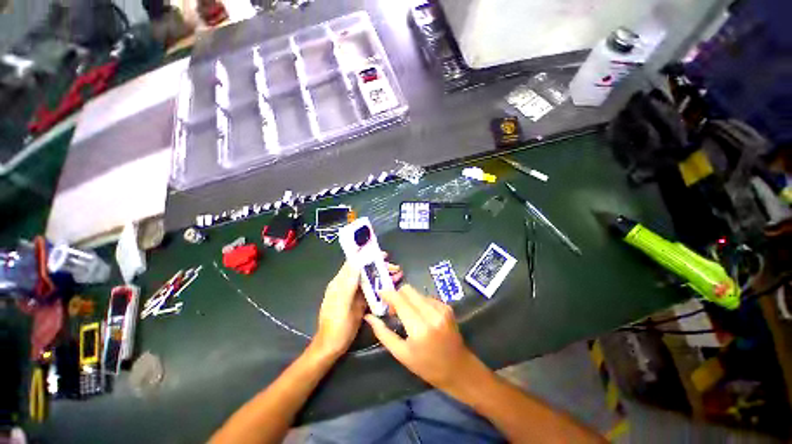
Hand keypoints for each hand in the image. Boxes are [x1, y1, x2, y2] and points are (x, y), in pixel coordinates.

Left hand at [313, 258, 401, 358]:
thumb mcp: (341, 303)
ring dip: (384, 276)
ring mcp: (356, 294)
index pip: (354, 263)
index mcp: (341, 282)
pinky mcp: (362, 302)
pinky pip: (374, 291)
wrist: (332, 346)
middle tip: (394, 267)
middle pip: (365, 270)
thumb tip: (355, 261)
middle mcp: (348, 285)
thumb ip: (349, 282)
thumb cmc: (336, 324)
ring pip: (371, 280)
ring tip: (398, 274)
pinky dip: (383, 286)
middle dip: (380, 267)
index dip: (367, 256)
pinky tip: (394, 286)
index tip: (382, 255)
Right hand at [364, 285, 481, 393]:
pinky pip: (426, 297)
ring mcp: (441, 308)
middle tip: (393, 310)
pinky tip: (420, 317)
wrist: (459, 369)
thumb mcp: (401, 354)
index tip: (379, 294)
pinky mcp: (447, 306)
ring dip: (408, 300)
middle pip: (408, 290)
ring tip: (407, 315)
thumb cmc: (427, 366)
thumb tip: (369, 317)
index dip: (387, 294)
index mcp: (419, 328)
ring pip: (416, 293)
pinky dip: (419, 303)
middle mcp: (432, 313)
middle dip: (397, 295)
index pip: (400, 299)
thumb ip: (383, 333)